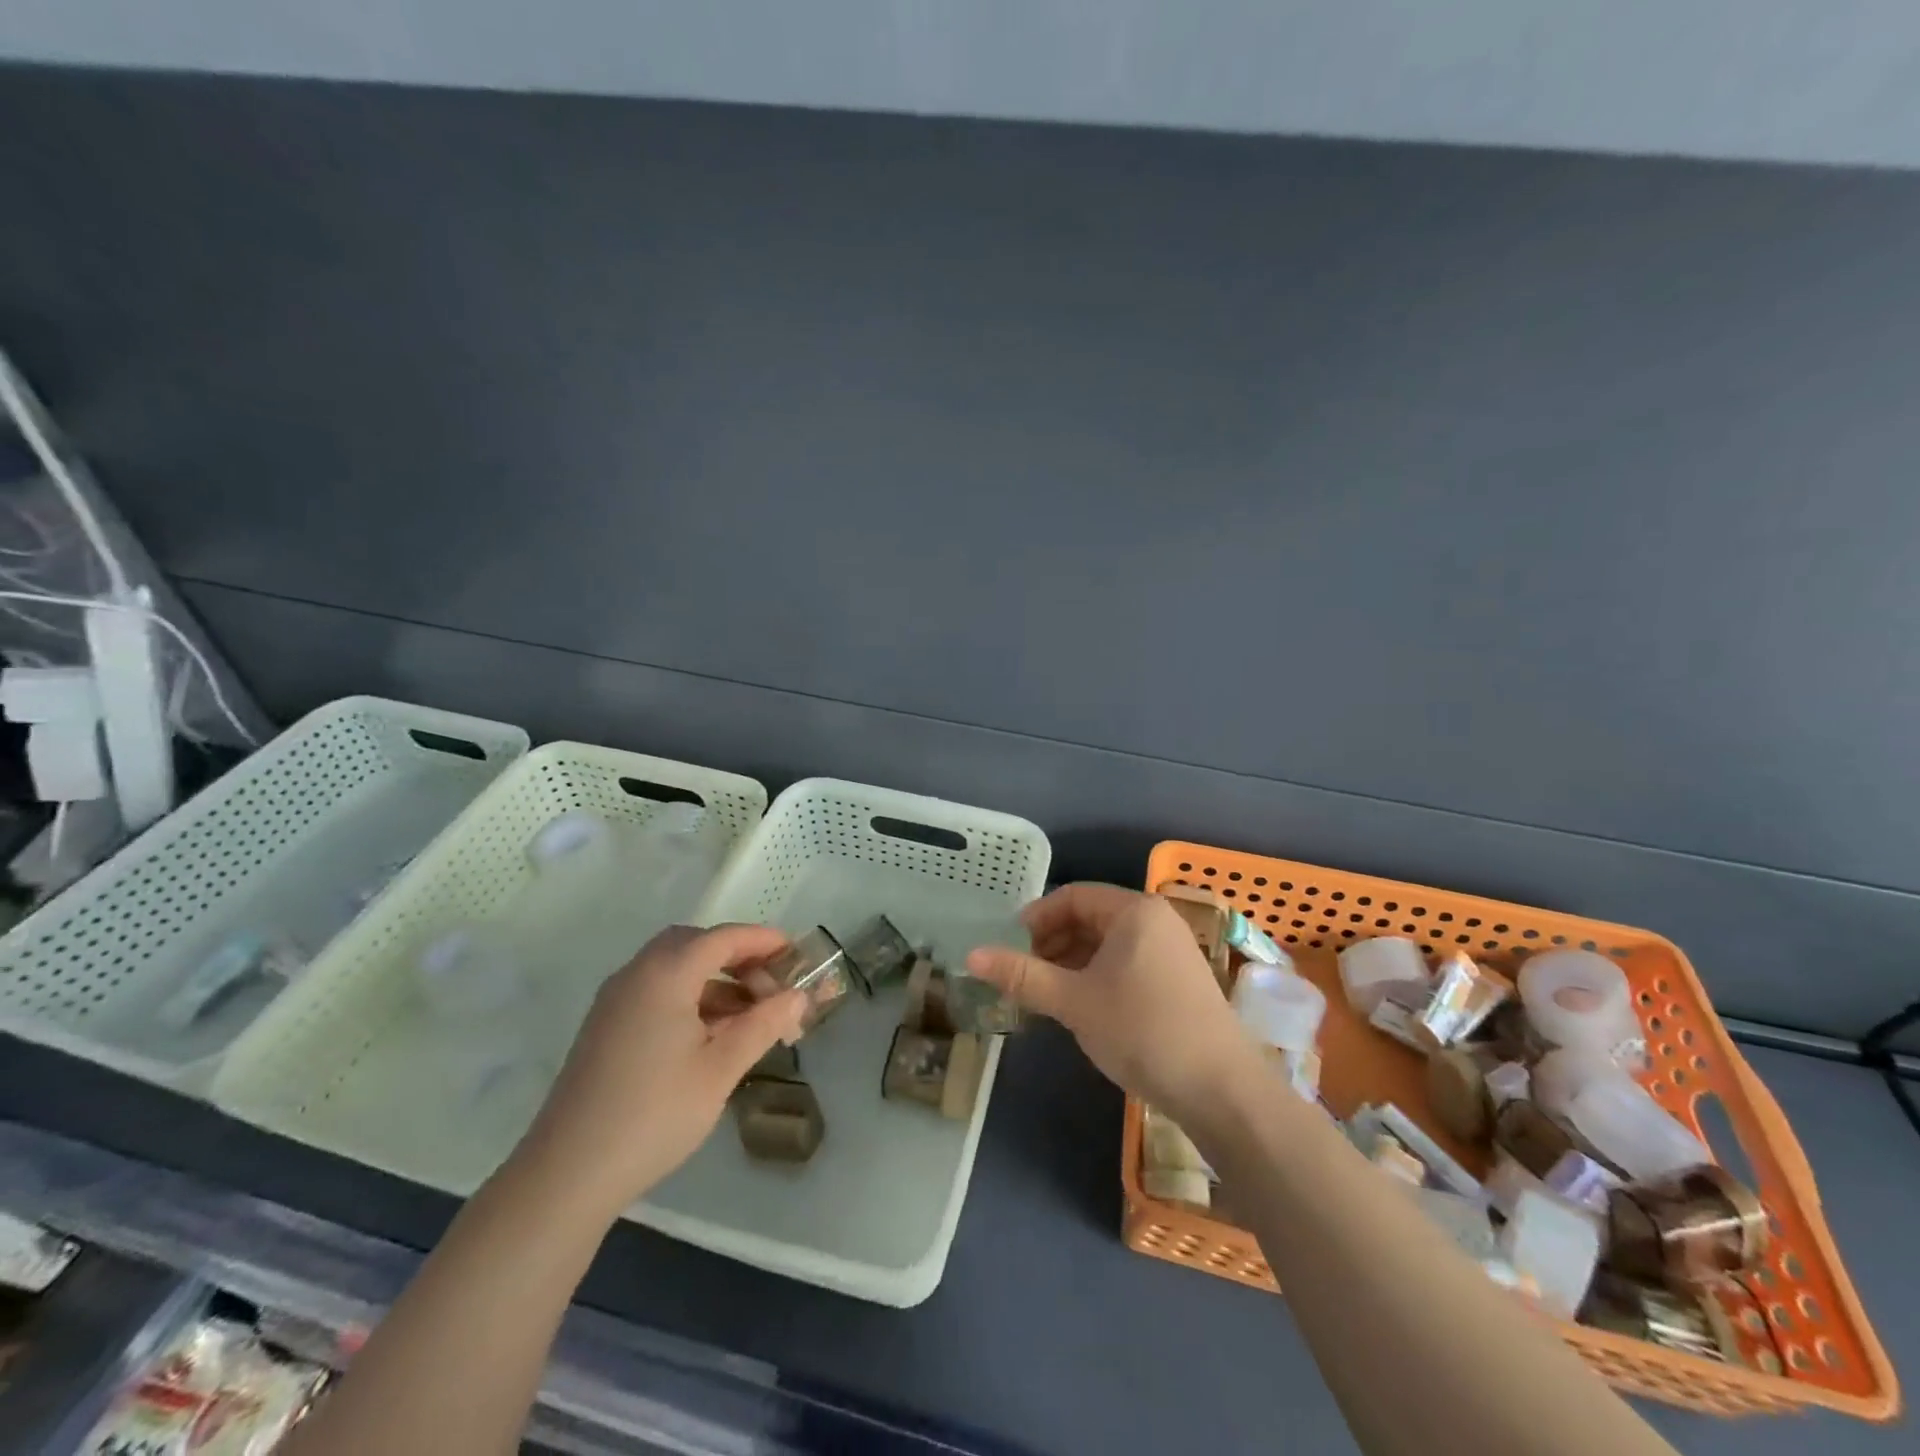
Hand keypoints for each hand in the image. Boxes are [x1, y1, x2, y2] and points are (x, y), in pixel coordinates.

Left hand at [513, 924, 806, 1218]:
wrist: (566, 1174)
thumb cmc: (654, 1114)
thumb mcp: (720, 1069)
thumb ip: (763, 1025)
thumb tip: (798, 997)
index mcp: (665, 975)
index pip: (722, 938)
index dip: (762, 940)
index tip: (795, 953)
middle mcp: (637, 975)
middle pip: (695, 944)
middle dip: (737, 956)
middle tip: (771, 983)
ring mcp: (616, 1001)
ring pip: (674, 968)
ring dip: (715, 979)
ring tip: (751, 1015)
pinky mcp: (606, 1027)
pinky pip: (657, 991)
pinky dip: (690, 997)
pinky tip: (712, 1034)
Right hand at [966, 884, 1255, 1122]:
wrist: (1221, 1090)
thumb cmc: (1142, 1030)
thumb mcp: (1074, 1002)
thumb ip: (1023, 975)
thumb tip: (970, 956)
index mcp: (1134, 911)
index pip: (1072, 897)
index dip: (1035, 919)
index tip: (1008, 948)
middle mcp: (1155, 920)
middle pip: (1090, 918)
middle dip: (1051, 943)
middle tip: (1021, 975)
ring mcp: (1171, 950)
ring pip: (1107, 944)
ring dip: (1071, 963)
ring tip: (1044, 995)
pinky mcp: (1177, 980)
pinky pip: (1126, 963)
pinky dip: (1096, 977)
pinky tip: (1080, 1007)